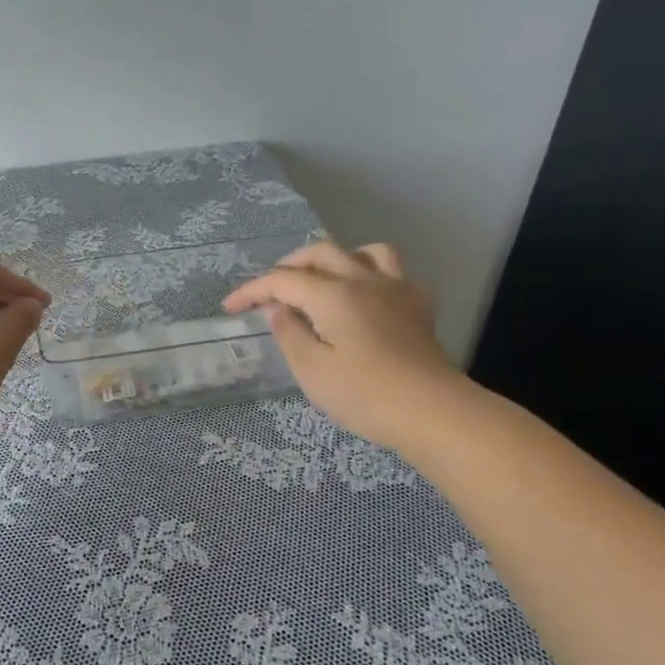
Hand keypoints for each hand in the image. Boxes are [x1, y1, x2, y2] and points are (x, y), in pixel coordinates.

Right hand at [223, 241, 462, 445]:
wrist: (434, 413)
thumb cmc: (365, 395)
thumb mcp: (312, 371)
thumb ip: (290, 334)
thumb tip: (279, 310)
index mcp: (334, 295)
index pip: (283, 280)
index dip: (252, 290)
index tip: (230, 308)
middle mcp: (364, 280)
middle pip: (320, 253)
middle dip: (288, 266)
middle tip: (271, 291)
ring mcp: (396, 290)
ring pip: (363, 251)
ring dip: (335, 259)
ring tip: (321, 281)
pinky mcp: (418, 306)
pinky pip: (393, 271)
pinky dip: (370, 274)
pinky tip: (364, 296)